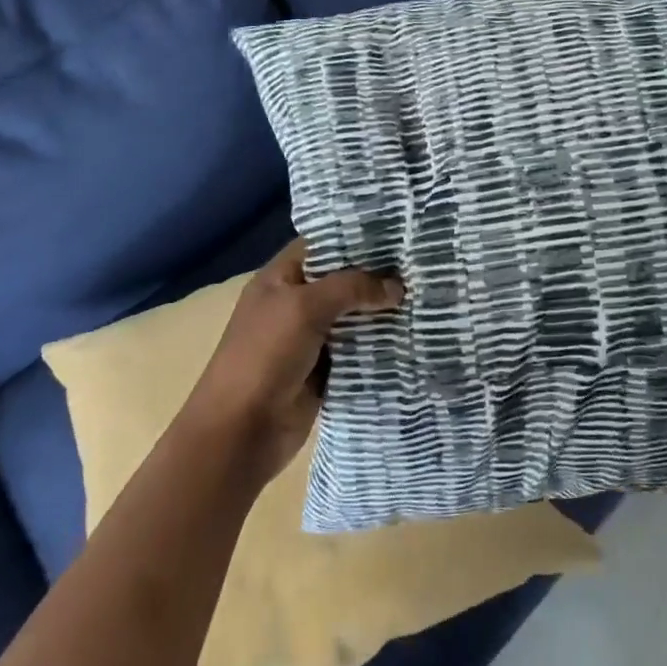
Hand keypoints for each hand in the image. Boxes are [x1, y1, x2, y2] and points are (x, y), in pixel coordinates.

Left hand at [182, 240, 402, 486]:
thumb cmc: (265, 357)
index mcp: (280, 278)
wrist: (240, 433)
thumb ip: (352, 287)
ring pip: (354, 315)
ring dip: (382, 310)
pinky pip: (358, 349)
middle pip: (343, 280)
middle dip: (377, 275)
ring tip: (426, 295)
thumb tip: (396, 286)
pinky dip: (379, 343)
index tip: (397, 232)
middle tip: (422, 264)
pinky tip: (412, 333)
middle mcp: (296, 302)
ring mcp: (311, 337)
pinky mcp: (325, 370)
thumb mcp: (305, 308)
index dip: (356, 236)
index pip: (323, 244)